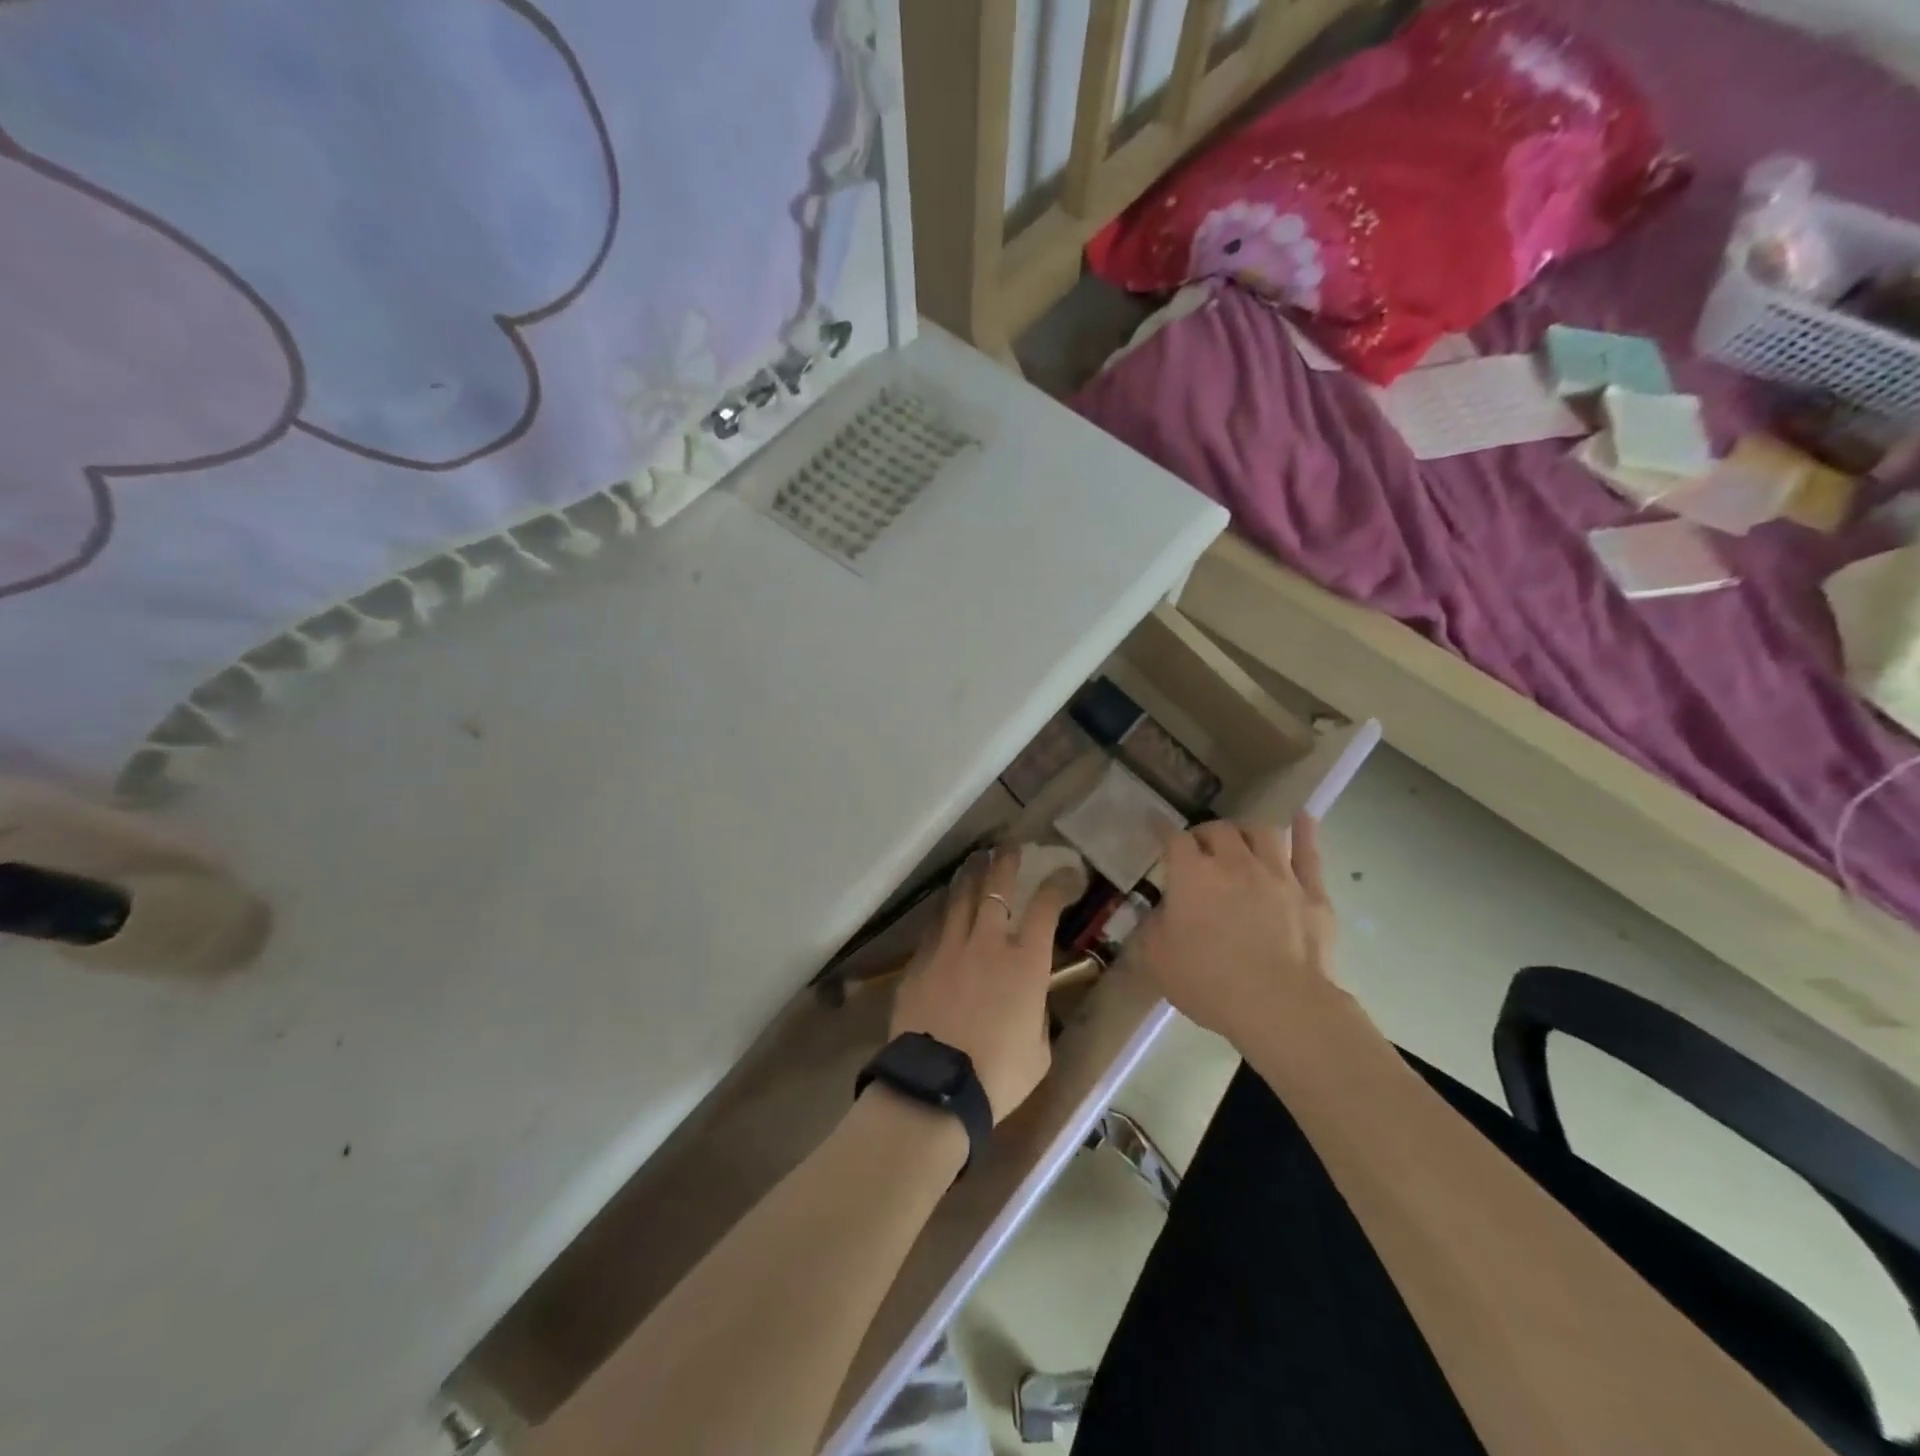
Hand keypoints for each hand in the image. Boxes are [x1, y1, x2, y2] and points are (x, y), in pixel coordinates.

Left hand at [888, 846, 1077, 1122]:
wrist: (936, 1086)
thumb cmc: (999, 1075)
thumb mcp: (1038, 1049)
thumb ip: (1036, 1013)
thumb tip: (1029, 1000)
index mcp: (1025, 962)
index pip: (1045, 906)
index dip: (1058, 883)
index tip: (1067, 872)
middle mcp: (986, 943)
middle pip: (995, 888)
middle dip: (1005, 862)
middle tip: (1009, 846)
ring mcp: (948, 949)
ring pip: (958, 898)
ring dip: (969, 876)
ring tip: (975, 861)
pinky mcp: (919, 963)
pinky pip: (934, 927)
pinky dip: (944, 911)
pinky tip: (944, 907)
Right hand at [1128, 814, 1339, 1036]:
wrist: (1280, 1005)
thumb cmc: (1209, 982)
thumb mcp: (1157, 959)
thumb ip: (1152, 928)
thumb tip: (1158, 913)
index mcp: (1192, 875)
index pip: (1173, 838)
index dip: (1162, 828)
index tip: (1155, 822)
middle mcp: (1234, 863)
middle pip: (1219, 830)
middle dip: (1206, 834)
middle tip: (1200, 849)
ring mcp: (1278, 874)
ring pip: (1262, 832)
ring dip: (1247, 831)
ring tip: (1242, 841)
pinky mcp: (1312, 892)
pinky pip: (1309, 852)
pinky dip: (1304, 832)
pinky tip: (1302, 818)